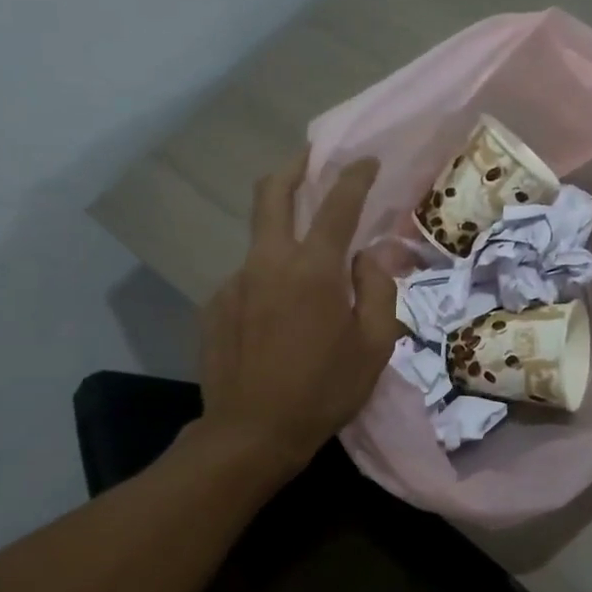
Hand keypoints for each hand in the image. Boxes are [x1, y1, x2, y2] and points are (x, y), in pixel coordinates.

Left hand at [194, 149, 401, 472]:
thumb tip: (371, 253)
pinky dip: (269, 281)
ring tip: (306, 275)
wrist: (251, 433)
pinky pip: (249, 279)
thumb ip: (377, 288)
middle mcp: (268, 263)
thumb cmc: (325, 390)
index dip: (354, 177)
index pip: (336, 205)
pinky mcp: (214, 305)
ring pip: (261, 241)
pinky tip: (278, 318)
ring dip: (284, 236)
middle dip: (293, 168)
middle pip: (272, 195)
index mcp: (313, 270)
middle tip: (310, 158)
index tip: (365, 160)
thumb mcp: (374, 344)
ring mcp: (234, 282)